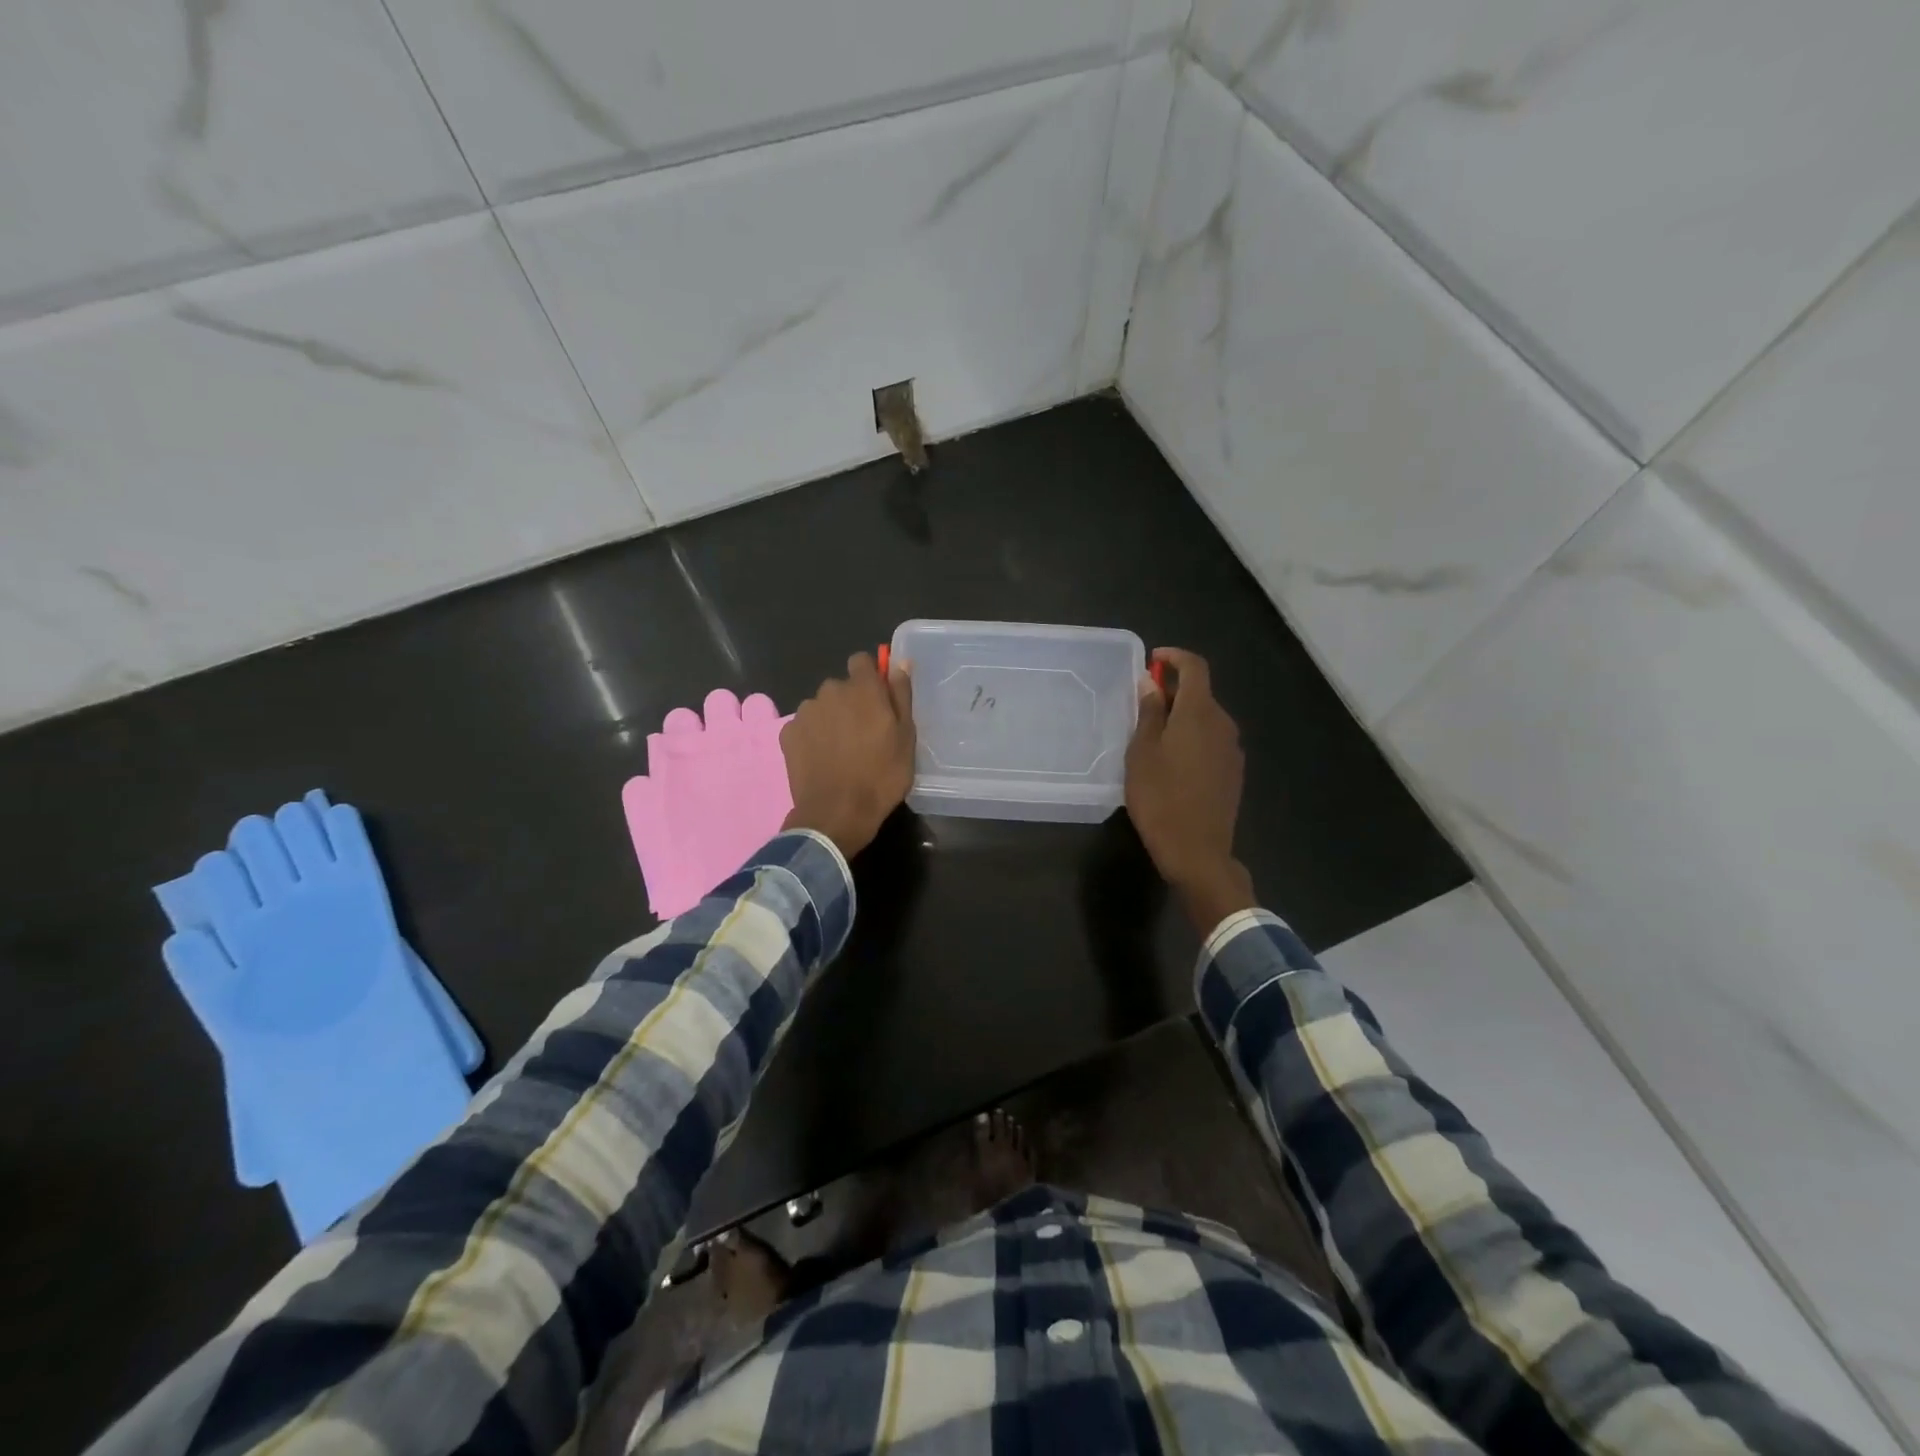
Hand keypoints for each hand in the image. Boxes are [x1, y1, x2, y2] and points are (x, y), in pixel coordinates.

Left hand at [781, 653, 915, 857]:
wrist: (837, 813)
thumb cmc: (881, 776)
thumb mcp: (905, 738)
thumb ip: (901, 696)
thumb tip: (900, 664)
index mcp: (862, 688)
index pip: (862, 661)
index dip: (870, 677)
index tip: (878, 699)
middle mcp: (830, 691)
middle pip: (841, 686)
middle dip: (851, 702)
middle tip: (863, 734)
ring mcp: (805, 712)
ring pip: (822, 706)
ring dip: (831, 719)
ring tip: (841, 750)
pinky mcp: (788, 733)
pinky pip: (804, 726)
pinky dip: (812, 737)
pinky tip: (822, 760)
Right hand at [1125, 648, 1255, 932]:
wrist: (1197, 851)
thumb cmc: (1160, 797)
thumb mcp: (1142, 752)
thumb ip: (1150, 713)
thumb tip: (1152, 683)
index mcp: (1200, 713)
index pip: (1195, 667)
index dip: (1174, 657)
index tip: (1153, 660)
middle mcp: (1223, 724)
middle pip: (1201, 694)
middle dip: (1174, 691)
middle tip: (1143, 706)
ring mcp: (1233, 750)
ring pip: (1207, 719)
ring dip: (1183, 718)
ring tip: (1153, 737)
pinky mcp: (1234, 773)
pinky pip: (1212, 742)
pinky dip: (1192, 739)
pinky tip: (1173, 763)